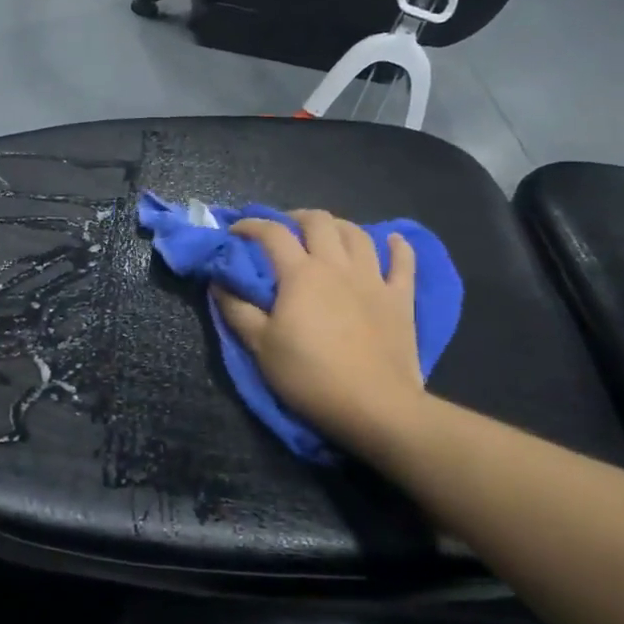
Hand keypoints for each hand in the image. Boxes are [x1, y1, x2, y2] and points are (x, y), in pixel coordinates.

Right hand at [214, 210, 425, 459]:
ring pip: (358, 234)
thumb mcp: (260, 347)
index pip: (272, 234)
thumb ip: (237, 310)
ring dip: (339, 226)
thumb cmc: (310, 376)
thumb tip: (219, 282)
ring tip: (327, 234)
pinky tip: (392, 240)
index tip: (236, 232)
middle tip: (284, 229)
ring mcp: (373, 279)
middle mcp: (337, 265)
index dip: (251, 225)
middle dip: (296, 217)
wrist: (375, 406)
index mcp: (300, 274)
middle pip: (319, 222)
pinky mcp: (400, 298)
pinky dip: (398, 246)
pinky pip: (404, 261)